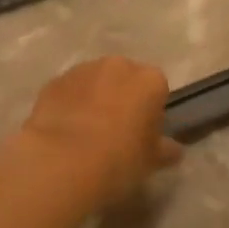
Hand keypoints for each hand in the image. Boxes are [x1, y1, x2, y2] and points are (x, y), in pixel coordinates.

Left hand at [5, 56, 179, 210]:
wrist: (62, 161)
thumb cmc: (118, 160)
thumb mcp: (150, 162)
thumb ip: (163, 150)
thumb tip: (173, 150)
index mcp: (149, 80)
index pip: (157, 89)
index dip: (151, 111)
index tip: (143, 134)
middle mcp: (118, 66)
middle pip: (125, 78)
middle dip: (122, 98)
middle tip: (115, 132)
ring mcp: (83, 70)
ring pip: (95, 81)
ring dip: (94, 98)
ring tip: (86, 133)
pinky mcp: (54, 81)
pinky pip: (69, 90)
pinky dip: (69, 103)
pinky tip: (64, 132)